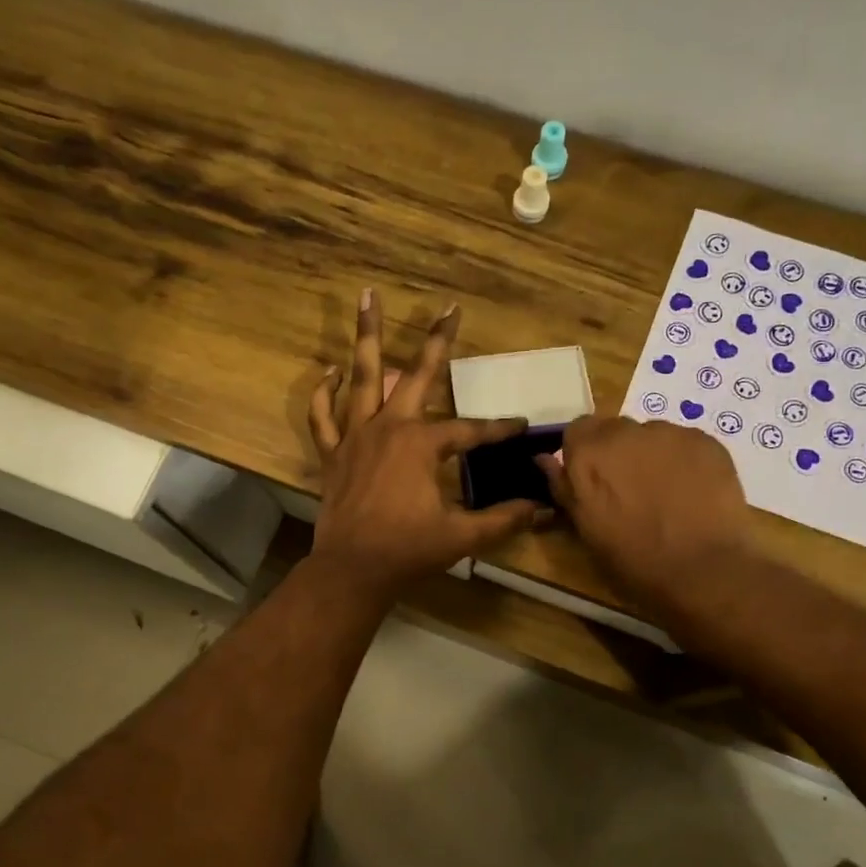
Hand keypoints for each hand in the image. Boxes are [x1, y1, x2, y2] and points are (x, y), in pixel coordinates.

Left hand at [308, 291, 541, 600]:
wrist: (352, 571)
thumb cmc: (407, 551)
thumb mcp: (461, 536)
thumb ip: (502, 519)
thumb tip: (542, 510)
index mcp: (422, 445)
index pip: (470, 430)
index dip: (499, 429)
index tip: (520, 426)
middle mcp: (389, 428)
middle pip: (417, 375)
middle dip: (438, 340)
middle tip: (449, 307)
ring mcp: (356, 436)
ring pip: (362, 377)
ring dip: (367, 335)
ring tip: (367, 295)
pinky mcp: (333, 454)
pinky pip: (323, 415)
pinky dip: (324, 391)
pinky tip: (331, 370)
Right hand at [539, 416, 751, 612]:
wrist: (704, 570)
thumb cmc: (634, 559)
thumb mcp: (586, 530)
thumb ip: (564, 487)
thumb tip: (544, 459)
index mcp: (589, 453)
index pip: (577, 431)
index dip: (583, 454)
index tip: (592, 480)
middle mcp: (626, 431)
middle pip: (615, 429)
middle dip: (618, 453)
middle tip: (629, 490)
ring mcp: (670, 433)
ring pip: (652, 436)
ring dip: (651, 456)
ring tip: (666, 494)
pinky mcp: (706, 441)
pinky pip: (685, 444)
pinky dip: (684, 461)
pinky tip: (693, 493)